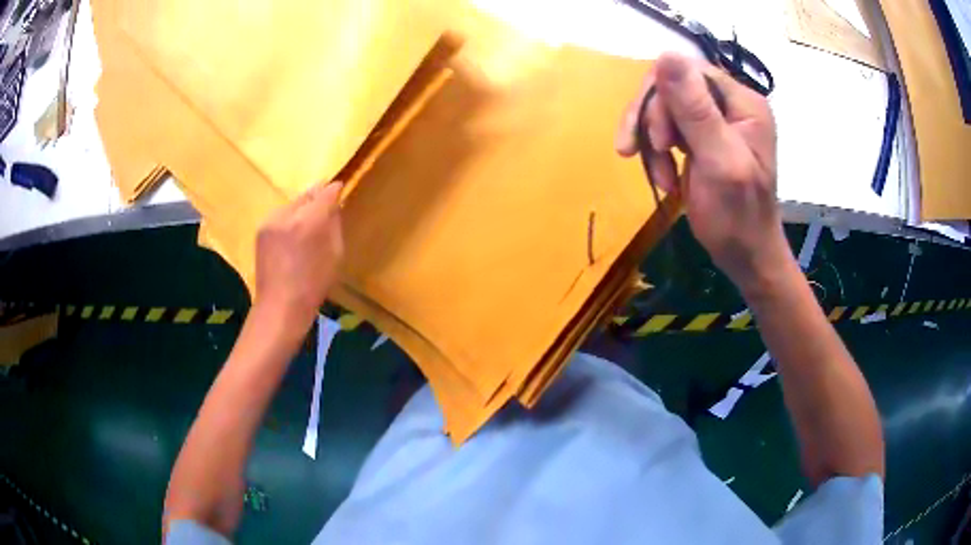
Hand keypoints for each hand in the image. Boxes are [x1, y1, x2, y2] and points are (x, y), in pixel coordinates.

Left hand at [255, 181, 343, 324]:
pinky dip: (288, 221)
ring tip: (305, 230)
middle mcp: (288, 213)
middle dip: (316, 200)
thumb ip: (334, 223)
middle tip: (324, 212)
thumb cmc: (314, 284)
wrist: (280, 305)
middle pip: (307, 194)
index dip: (334, 190)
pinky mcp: (261, 228)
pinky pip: (280, 216)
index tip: (339, 192)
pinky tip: (290, 240)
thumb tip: (333, 205)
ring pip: (292, 204)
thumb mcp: (336, 254)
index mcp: (310, 220)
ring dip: (301, 210)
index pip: (326, 192)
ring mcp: (271, 220)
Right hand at [616, 53, 794, 294]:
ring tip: (659, 177)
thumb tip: (665, 54)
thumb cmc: (738, 218)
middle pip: (672, 87)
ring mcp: (716, 121)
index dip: (662, 97)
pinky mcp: (702, 139)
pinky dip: (657, 153)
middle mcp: (729, 104)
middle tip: (648, 156)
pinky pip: (667, 129)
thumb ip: (696, 109)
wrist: (746, 258)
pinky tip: (664, 178)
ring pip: (664, 107)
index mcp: (742, 102)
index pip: (688, 72)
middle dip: (653, 122)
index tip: (657, 141)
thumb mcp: (720, 162)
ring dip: (651, 142)